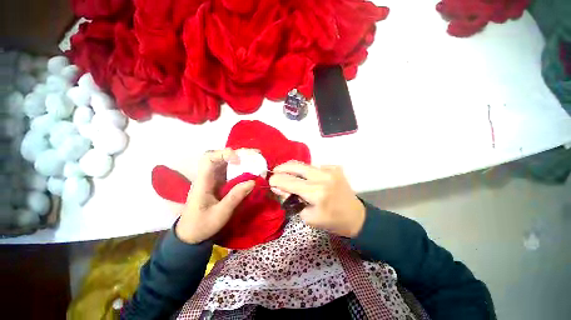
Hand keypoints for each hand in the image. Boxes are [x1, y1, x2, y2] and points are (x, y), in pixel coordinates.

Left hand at [176, 149, 254, 243]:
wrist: (191, 234)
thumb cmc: (202, 225)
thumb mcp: (220, 214)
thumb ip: (235, 197)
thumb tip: (253, 182)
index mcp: (203, 182)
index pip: (209, 159)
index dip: (224, 154)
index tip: (239, 160)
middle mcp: (208, 176)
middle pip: (219, 156)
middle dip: (237, 153)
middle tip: (254, 154)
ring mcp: (213, 179)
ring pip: (226, 162)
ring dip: (240, 159)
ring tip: (255, 159)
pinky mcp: (219, 183)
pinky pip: (230, 171)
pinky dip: (240, 168)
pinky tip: (250, 169)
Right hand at [269, 162, 365, 237]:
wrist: (356, 216)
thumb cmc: (332, 221)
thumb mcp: (308, 217)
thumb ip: (292, 200)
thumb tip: (279, 188)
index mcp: (316, 193)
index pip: (289, 182)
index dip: (276, 180)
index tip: (270, 181)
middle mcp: (323, 177)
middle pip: (296, 166)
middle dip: (282, 168)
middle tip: (275, 172)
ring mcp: (330, 170)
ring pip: (305, 165)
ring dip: (294, 169)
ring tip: (288, 174)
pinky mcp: (335, 168)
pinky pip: (315, 167)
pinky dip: (308, 172)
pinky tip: (310, 178)